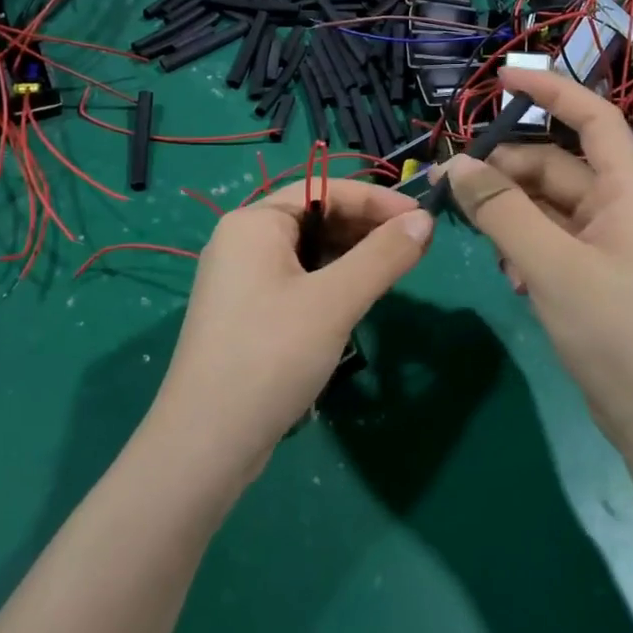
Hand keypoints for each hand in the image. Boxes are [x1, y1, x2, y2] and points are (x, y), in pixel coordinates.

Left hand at [148, 178, 432, 483]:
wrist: (207, 442)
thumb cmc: (271, 356)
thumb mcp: (335, 301)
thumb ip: (383, 256)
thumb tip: (425, 220)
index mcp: (254, 222)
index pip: (323, 189)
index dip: (377, 200)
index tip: (423, 218)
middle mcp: (242, 241)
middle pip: (314, 217)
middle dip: (365, 228)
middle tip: (414, 248)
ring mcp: (240, 279)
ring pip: (308, 252)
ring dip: (350, 257)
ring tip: (392, 273)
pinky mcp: (246, 313)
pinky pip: (296, 281)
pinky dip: (330, 283)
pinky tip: (355, 301)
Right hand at [435, 68, 632, 448]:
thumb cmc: (616, 331)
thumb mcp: (550, 266)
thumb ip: (501, 211)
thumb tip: (455, 166)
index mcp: (626, 190)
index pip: (591, 117)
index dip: (549, 91)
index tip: (500, 80)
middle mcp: (617, 206)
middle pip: (553, 165)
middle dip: (504, 171)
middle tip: (450, 187)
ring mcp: (605, 241)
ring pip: (544, 204)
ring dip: (509, 215)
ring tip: (483, 243)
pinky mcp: (591, 271)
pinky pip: (547, 238)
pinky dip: (521, 246)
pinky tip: (511, 278)